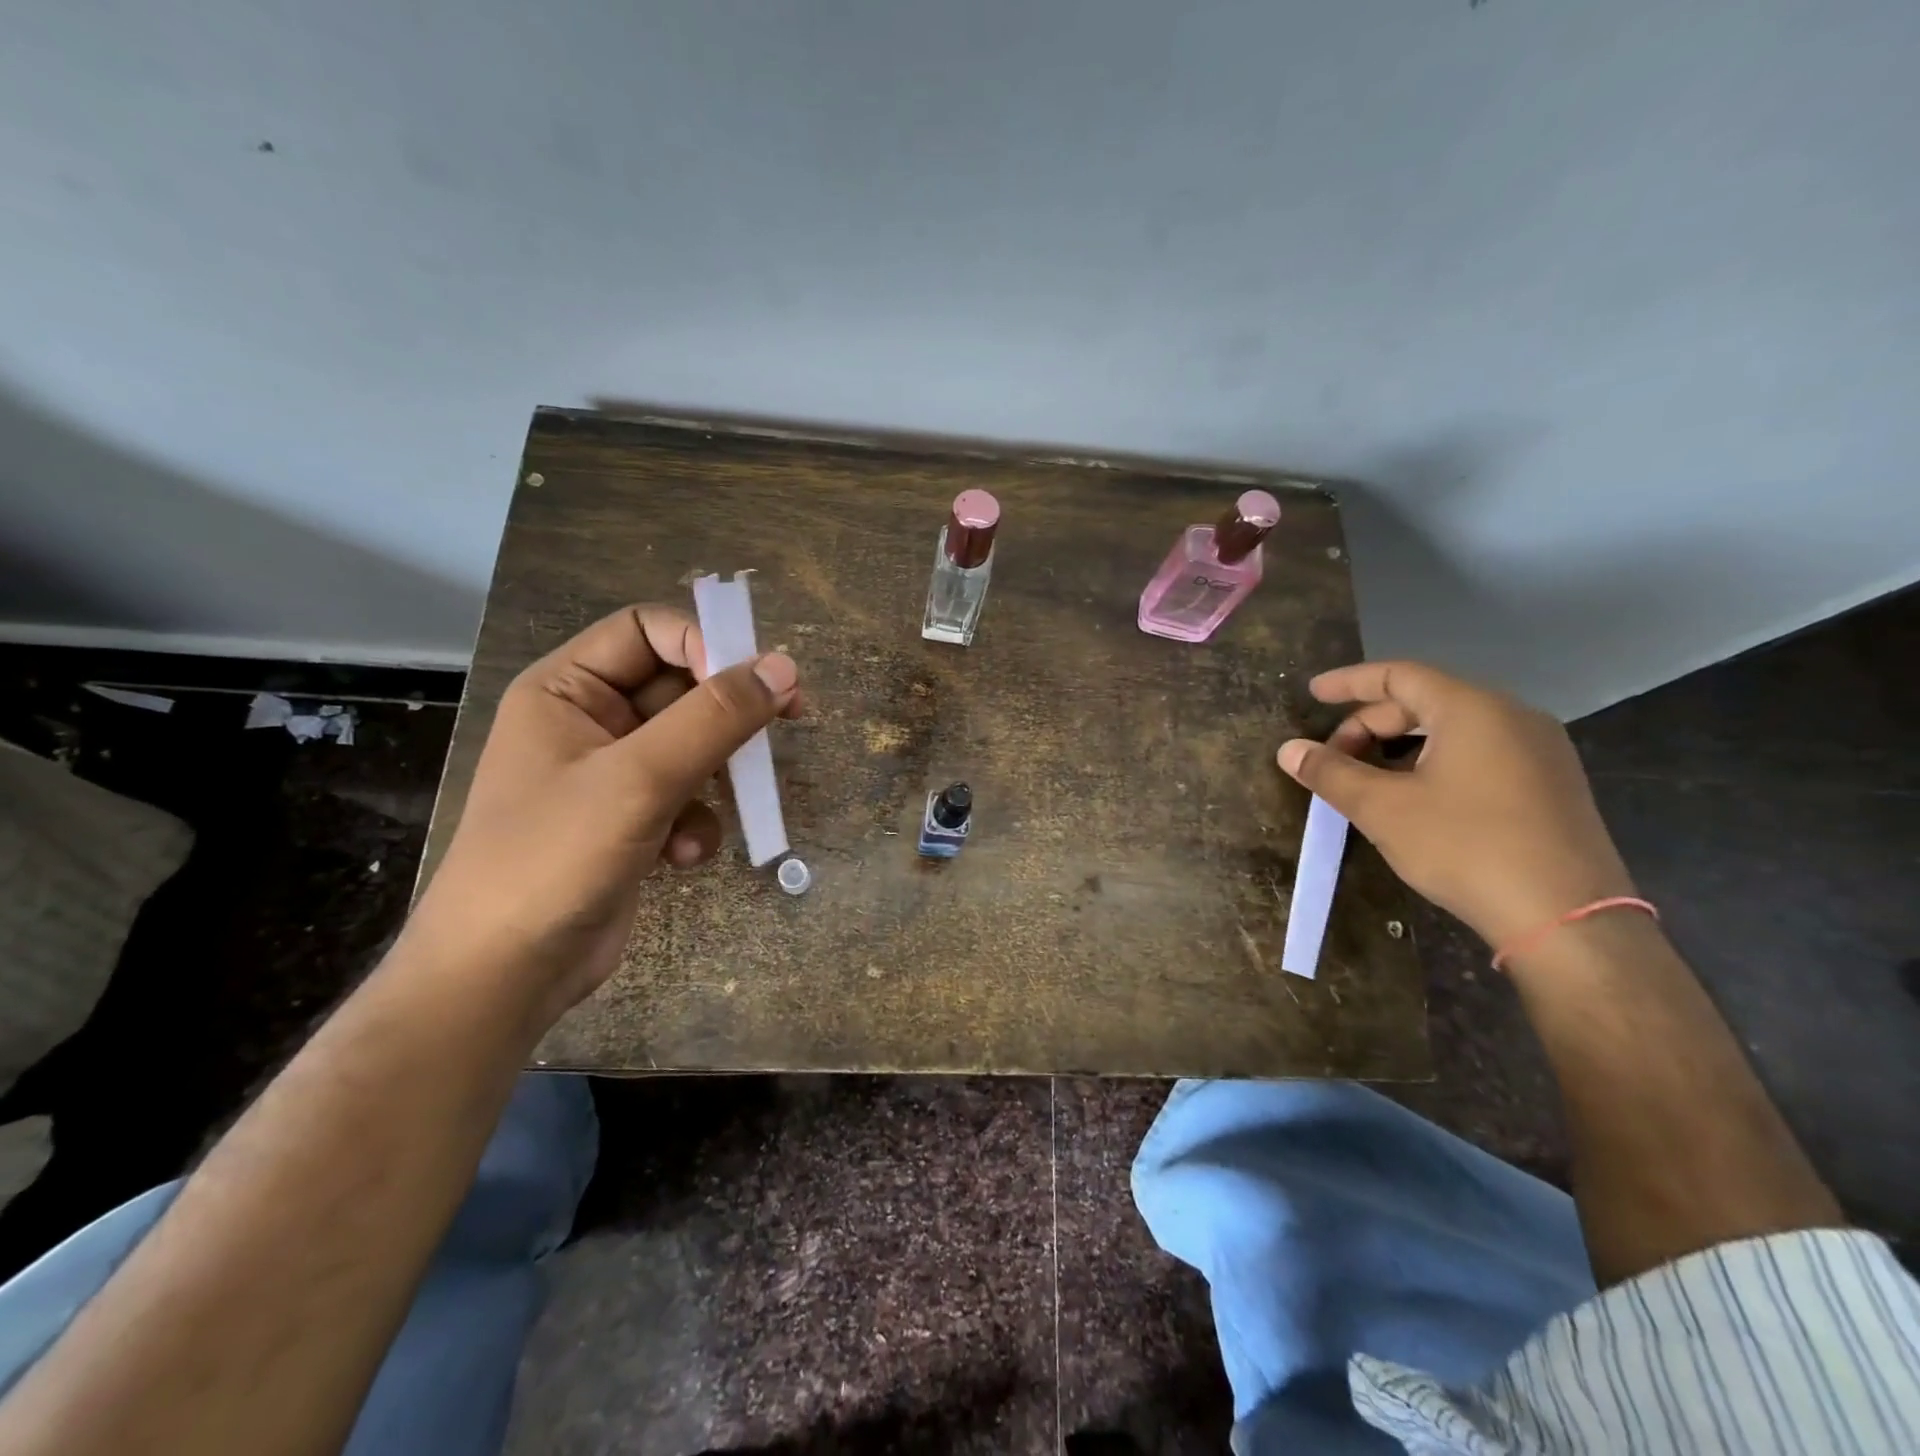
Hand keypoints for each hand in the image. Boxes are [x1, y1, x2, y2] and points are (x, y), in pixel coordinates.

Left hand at [410, 605, 799, 1020]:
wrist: (504, 975)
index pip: (648, 631)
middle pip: (679, 688)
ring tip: (727, 805)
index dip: (704, 644)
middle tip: (787, 722)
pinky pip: (688, 796)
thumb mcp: (640, 778)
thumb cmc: (554, 857)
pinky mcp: (632, 820)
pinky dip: (699, 821)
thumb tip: (785, 667)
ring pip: (694, 746)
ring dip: (718, 775)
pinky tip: (685, 856)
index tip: (757, 680)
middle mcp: (589, 722)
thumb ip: (715, 718)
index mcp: (567, 690)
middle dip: (726, 715)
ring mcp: (612, 775)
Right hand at [1276, 660, 1633, 949]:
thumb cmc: (1465, 847)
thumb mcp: (1383, 809)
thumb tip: (1288, 750)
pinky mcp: (1551, 785)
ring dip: (1400, 746)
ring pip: (1452, 729)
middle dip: (1370, 725)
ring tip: (1367, 779)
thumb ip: (1331, 773)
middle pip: (1424, 702)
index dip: (1349, 682)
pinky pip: (1480, 753)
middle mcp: (1512, 716)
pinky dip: (1435, 762)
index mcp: (1472, 709)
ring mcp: (1540, 751)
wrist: (1567, 919)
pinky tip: (1415, 798)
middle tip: (1333, 758)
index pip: (1398, 675)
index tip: (1313, 694)